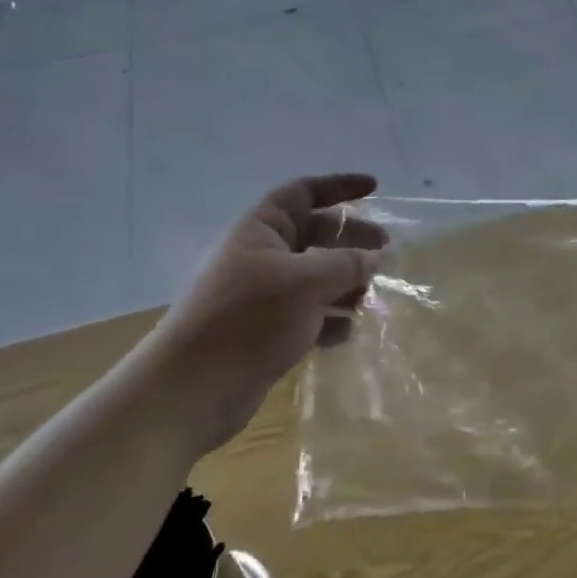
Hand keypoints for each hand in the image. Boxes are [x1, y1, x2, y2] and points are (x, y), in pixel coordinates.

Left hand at [143, 174, 386, 452]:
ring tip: (368, 299)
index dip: (340, 185)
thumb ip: (347, 264)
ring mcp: (264, 294)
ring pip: (316, 277)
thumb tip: (376, 256)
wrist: (190, 391)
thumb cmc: (248, 320)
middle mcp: (262, 255)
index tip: (375, 187)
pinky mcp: (267, 331)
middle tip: (386, 251)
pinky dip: (329, 319)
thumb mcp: (306, 282)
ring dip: (345, 284)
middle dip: (352, 240)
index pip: (305, 192)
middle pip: (317, 234)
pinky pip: (309, 314)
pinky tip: (346, 333)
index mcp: (262, 229)